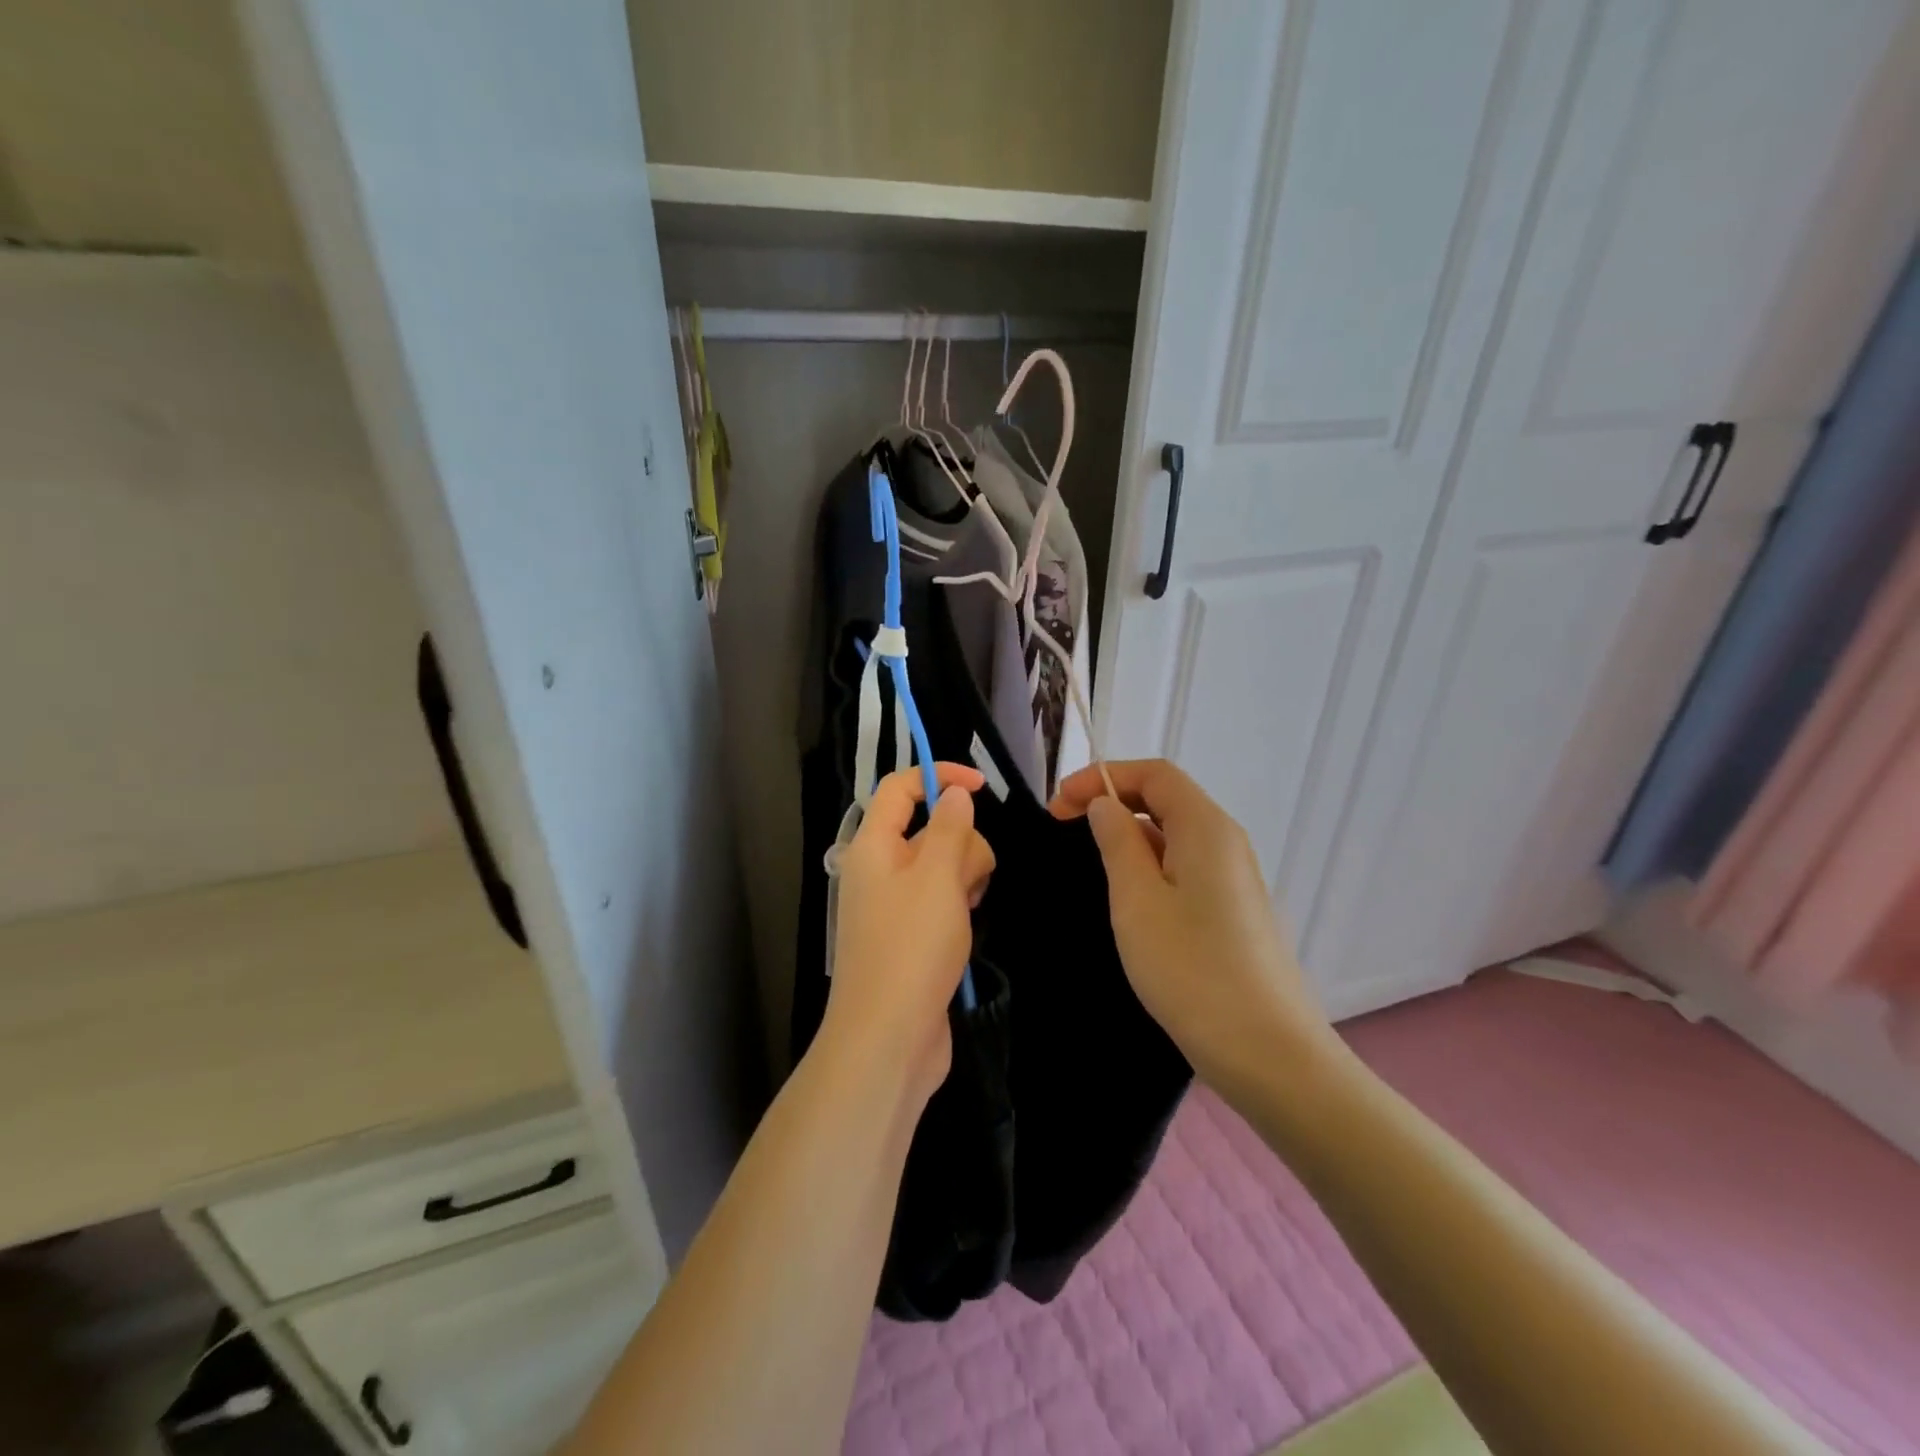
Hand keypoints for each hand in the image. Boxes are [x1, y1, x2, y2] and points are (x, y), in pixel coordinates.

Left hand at [820, 764, 995, 1106]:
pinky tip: (966, 932)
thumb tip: (954, 794)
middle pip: (931, 829)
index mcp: (873, 847)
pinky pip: (944, 900)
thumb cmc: (911, 948)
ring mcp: (896, 906)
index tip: (982, 786)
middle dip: (962, 843)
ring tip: (967, 911)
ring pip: (944, 866)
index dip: (938, 776)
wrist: (888, 1038)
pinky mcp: (912, 936)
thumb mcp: (937, 877)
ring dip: (966, 878)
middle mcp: (880, 870)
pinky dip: (960, 907)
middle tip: (969, 881)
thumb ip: (949, 827)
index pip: (900, 788)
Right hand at [1051, 759, 1334, 1089]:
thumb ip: (1117, 842)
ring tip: (1089, 857)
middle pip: (1167, 798)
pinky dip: (1151, 862)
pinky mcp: (1236, 910)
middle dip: (1113, 800)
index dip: (1103, 775)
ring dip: (1130, 832)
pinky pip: (1187, 865)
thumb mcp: (1137, 901)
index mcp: (1206, 828)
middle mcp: (1227, 842)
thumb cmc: (1192, 970)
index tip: (1059, 802)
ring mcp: (1236, 878)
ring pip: (1176, 834)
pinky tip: (1130, 893)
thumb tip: (1106, 805)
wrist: (1269, 1053)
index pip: (1154, 774)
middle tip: (1064, 824)